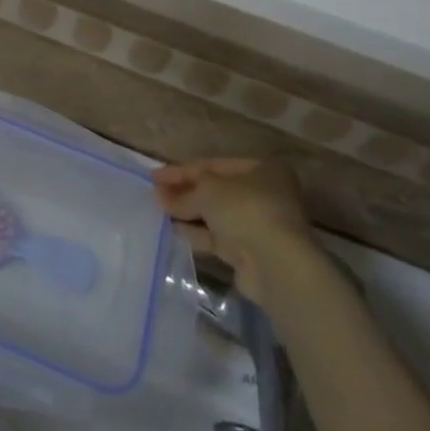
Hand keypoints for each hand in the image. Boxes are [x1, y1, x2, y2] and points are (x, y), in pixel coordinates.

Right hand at [152, 156, 319, 304]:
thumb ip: (183, 193)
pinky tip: (173, 230)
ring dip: (188, 212)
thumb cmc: (245, 210)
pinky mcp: (251, 253)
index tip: (154, 176)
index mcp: (262, 170)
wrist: (275, 265)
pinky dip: (197, 233)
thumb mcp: (207, 191)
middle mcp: (264, 195)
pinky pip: (218, 238)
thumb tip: (160, 197)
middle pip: (216, 190)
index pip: (214, 165)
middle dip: (185, 192)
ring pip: (216, 215)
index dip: (182, 170)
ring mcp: (258, 225)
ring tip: (159, 211)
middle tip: (155, 194)